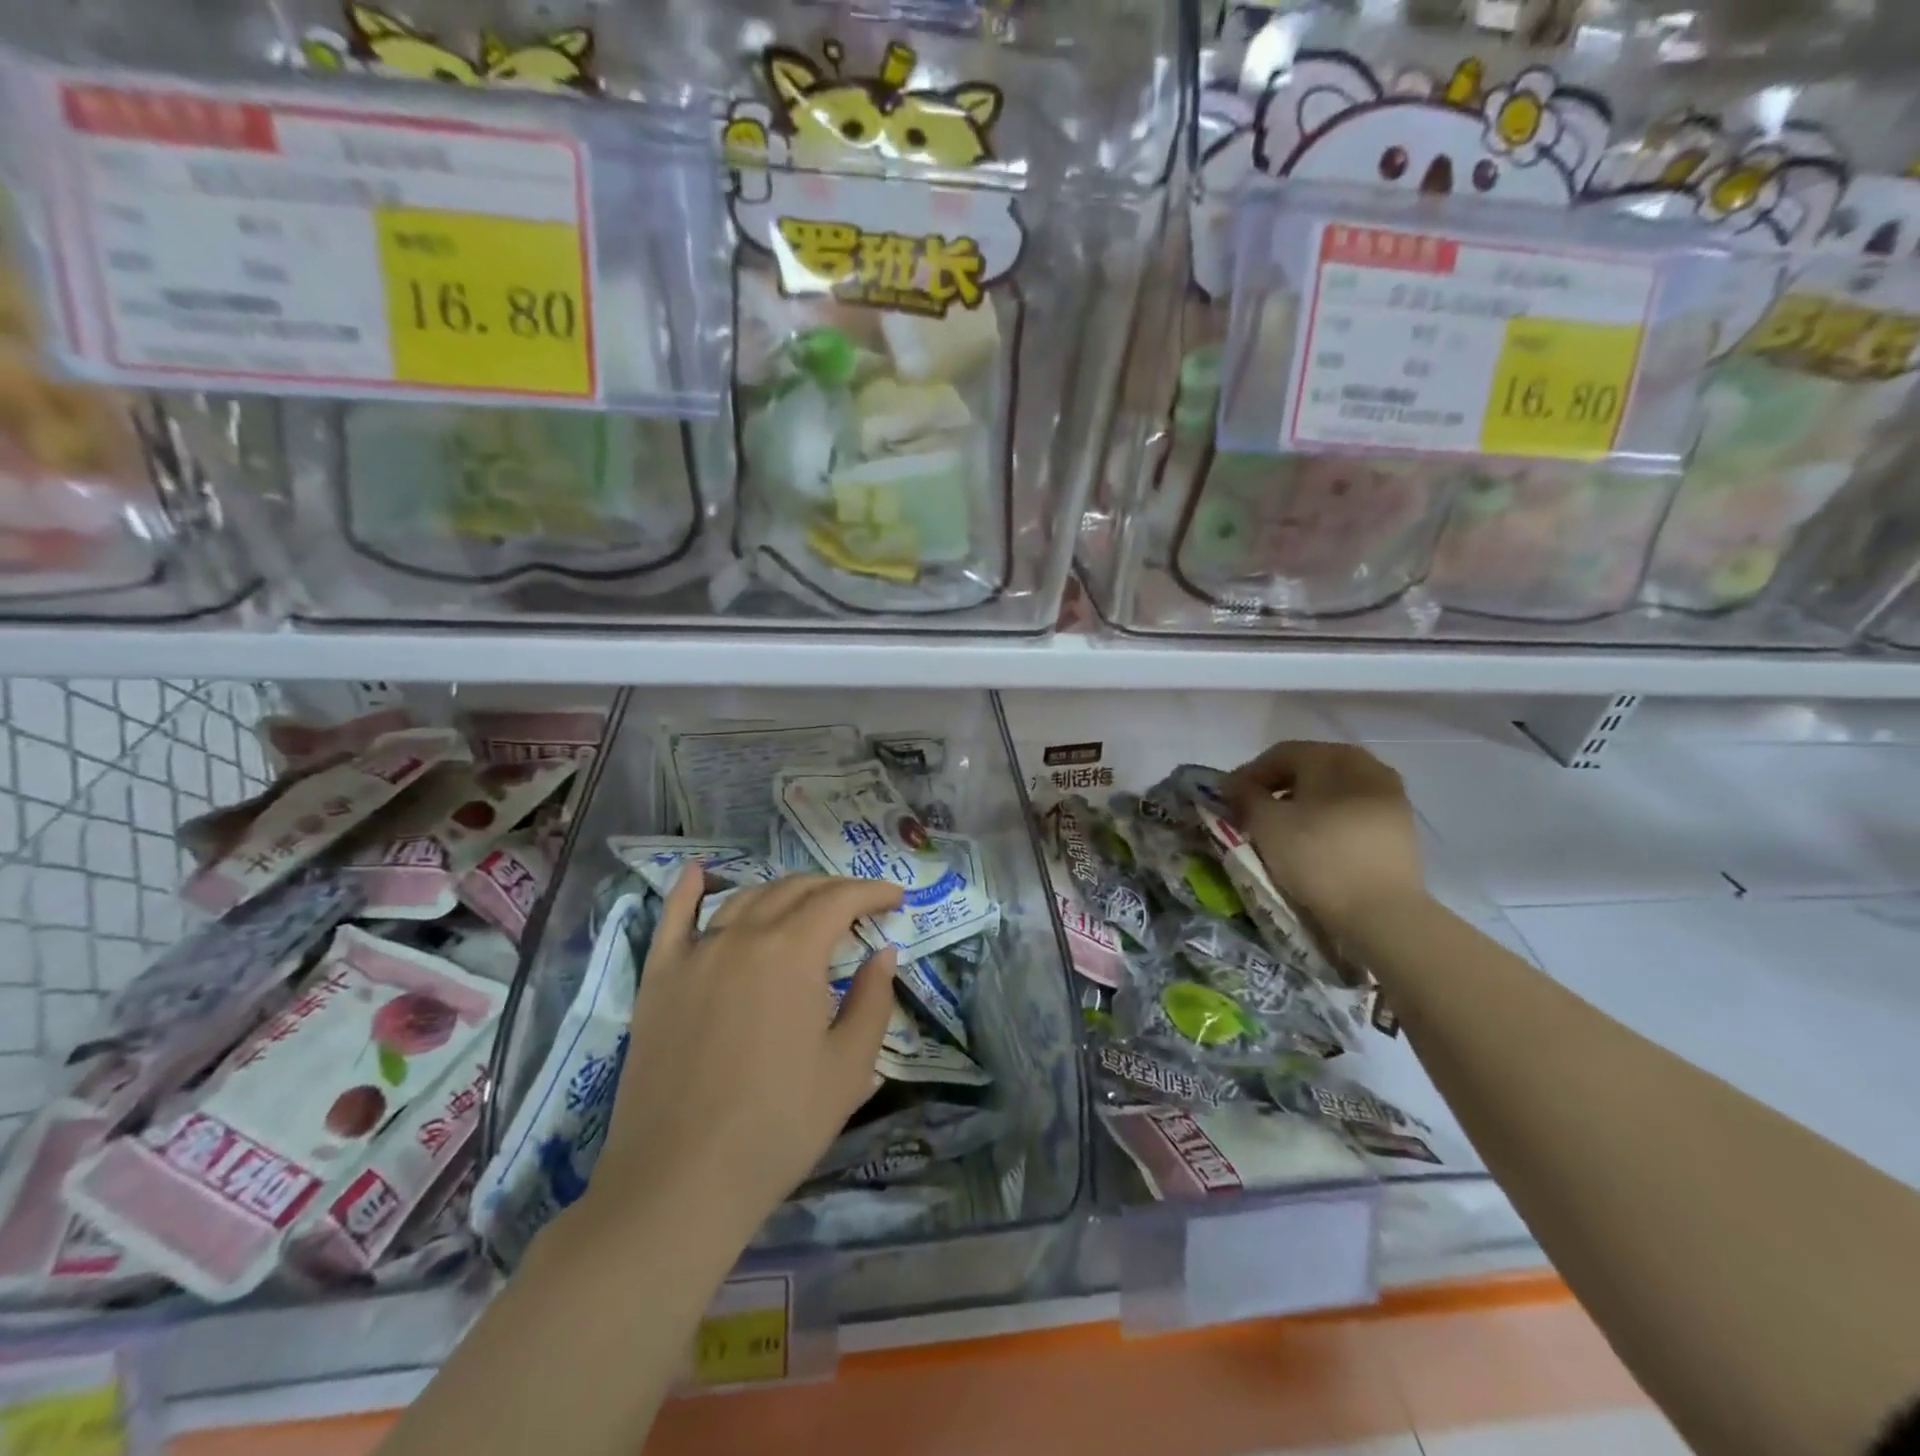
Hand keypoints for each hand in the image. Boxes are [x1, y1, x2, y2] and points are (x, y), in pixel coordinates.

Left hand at [577, 869, 902, 1249]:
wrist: (679, 1180)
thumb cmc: (778, 1125)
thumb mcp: (849, 1067)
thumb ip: (873, 1000)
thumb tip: (883, 954)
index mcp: (793, 952)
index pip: (839, 900)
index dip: (872, 893)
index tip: (895, 901)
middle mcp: (743, 936)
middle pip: (794, 891)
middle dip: (833, 890)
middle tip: (859, 907)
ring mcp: (695, 953)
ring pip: (745, 899)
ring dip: (782, 892)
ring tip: (805, 904)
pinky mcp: (659, 977)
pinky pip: (673, 919)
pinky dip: (688, 890)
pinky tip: (697, 873)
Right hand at [1224, 741, 1425, 934]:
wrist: (1381, 911)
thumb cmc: (1316, 857)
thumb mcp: (1266, 824)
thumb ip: (1245, 796)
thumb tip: (1233, 784)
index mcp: (1333, 756)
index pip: (1280, 754)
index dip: (1249, 774)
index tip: (1229, 800)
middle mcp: (1366, 765)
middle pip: (1309, 767)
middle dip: (1277, 787)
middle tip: (1253, 812)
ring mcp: (1390, 794)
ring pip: (1333, 789)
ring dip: (1303, 803)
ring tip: (1282, 829)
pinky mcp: (1401, 825)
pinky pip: (1353, 809)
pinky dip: (1329, 817)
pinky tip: (1314, 841)